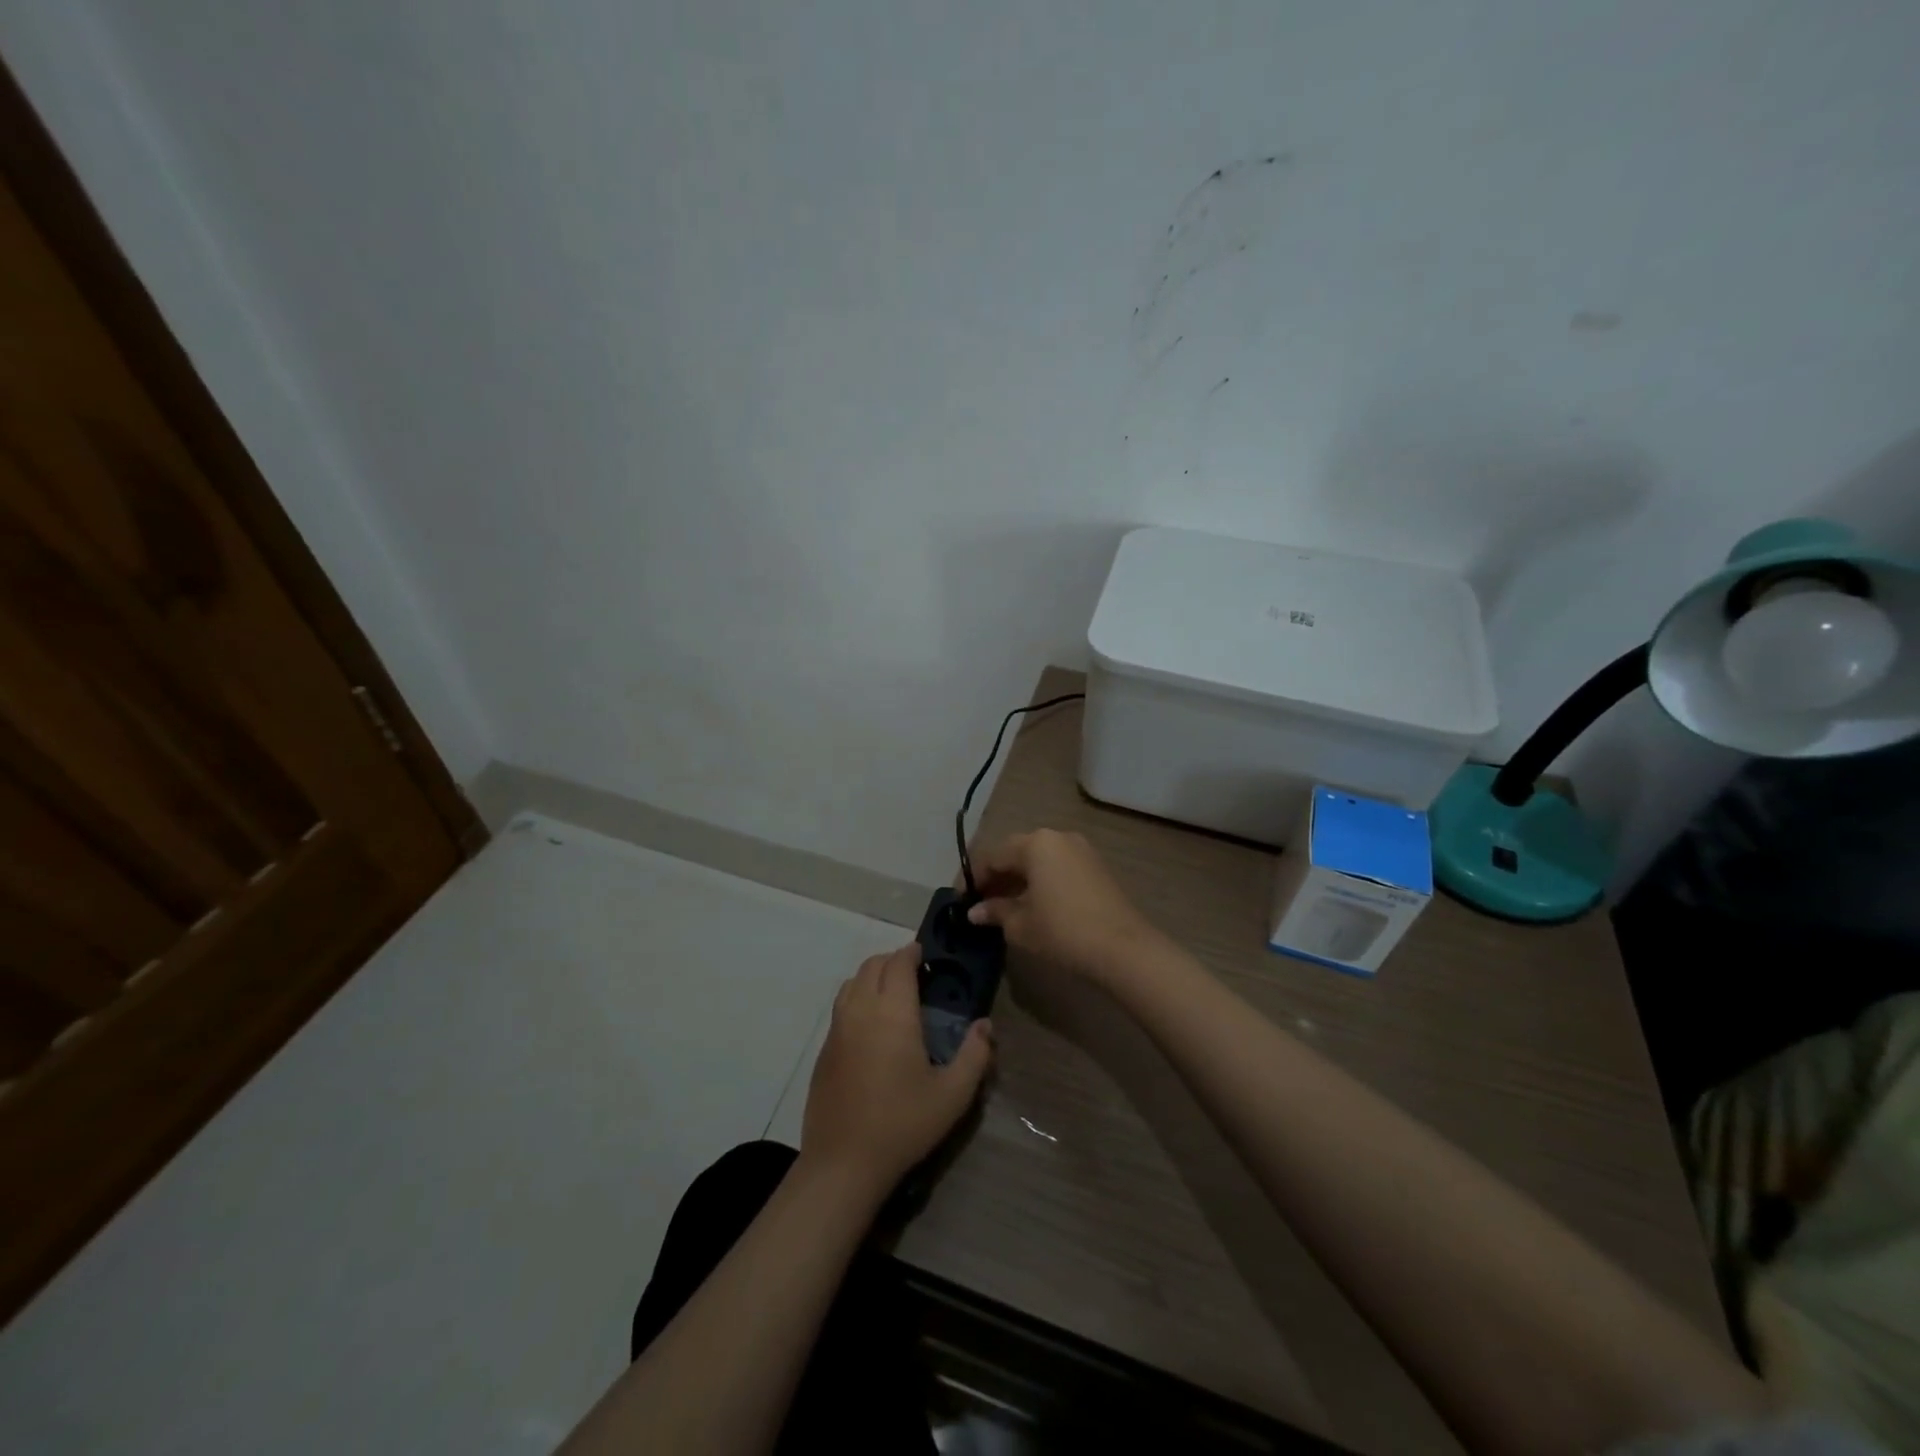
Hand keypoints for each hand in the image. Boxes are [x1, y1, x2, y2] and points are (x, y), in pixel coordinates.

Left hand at [800, 943, 993, 1192]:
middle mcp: (861, 1010)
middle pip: (872, 965)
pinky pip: (840, 1006)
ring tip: (892, 993)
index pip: (898, 963)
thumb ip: (975, 1055)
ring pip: (851, 982)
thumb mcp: (953, 1095)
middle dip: (893, 960)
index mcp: (892, 1013)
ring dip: (872, 976)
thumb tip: (984, 1025)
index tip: (925, 954)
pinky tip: (871, 1024)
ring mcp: (837, 1029)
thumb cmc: (903, 1124)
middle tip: (914, 973)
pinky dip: (856, 998)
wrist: (843, 1162)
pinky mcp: (824, 1050)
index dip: (911, 952)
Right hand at [966, 829, 1165, 983]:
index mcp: (1035, 844)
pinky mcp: (1096, 866)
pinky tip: (1033, 905)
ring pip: (1038, 859)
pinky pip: (1057, 867)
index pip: (992, 856)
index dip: (972, 878)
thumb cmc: (1062, 931)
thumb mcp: (1020, 924)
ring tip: (1003, 907)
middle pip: (1016, 853)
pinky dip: (1040, 881)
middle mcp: (1057, 837)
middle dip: (995, 877)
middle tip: (980, 903)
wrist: (1122, 948)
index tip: (960, 900)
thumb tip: (975, 912)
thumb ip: (995, 911)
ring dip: (1018, 879)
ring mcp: (1080, 850)